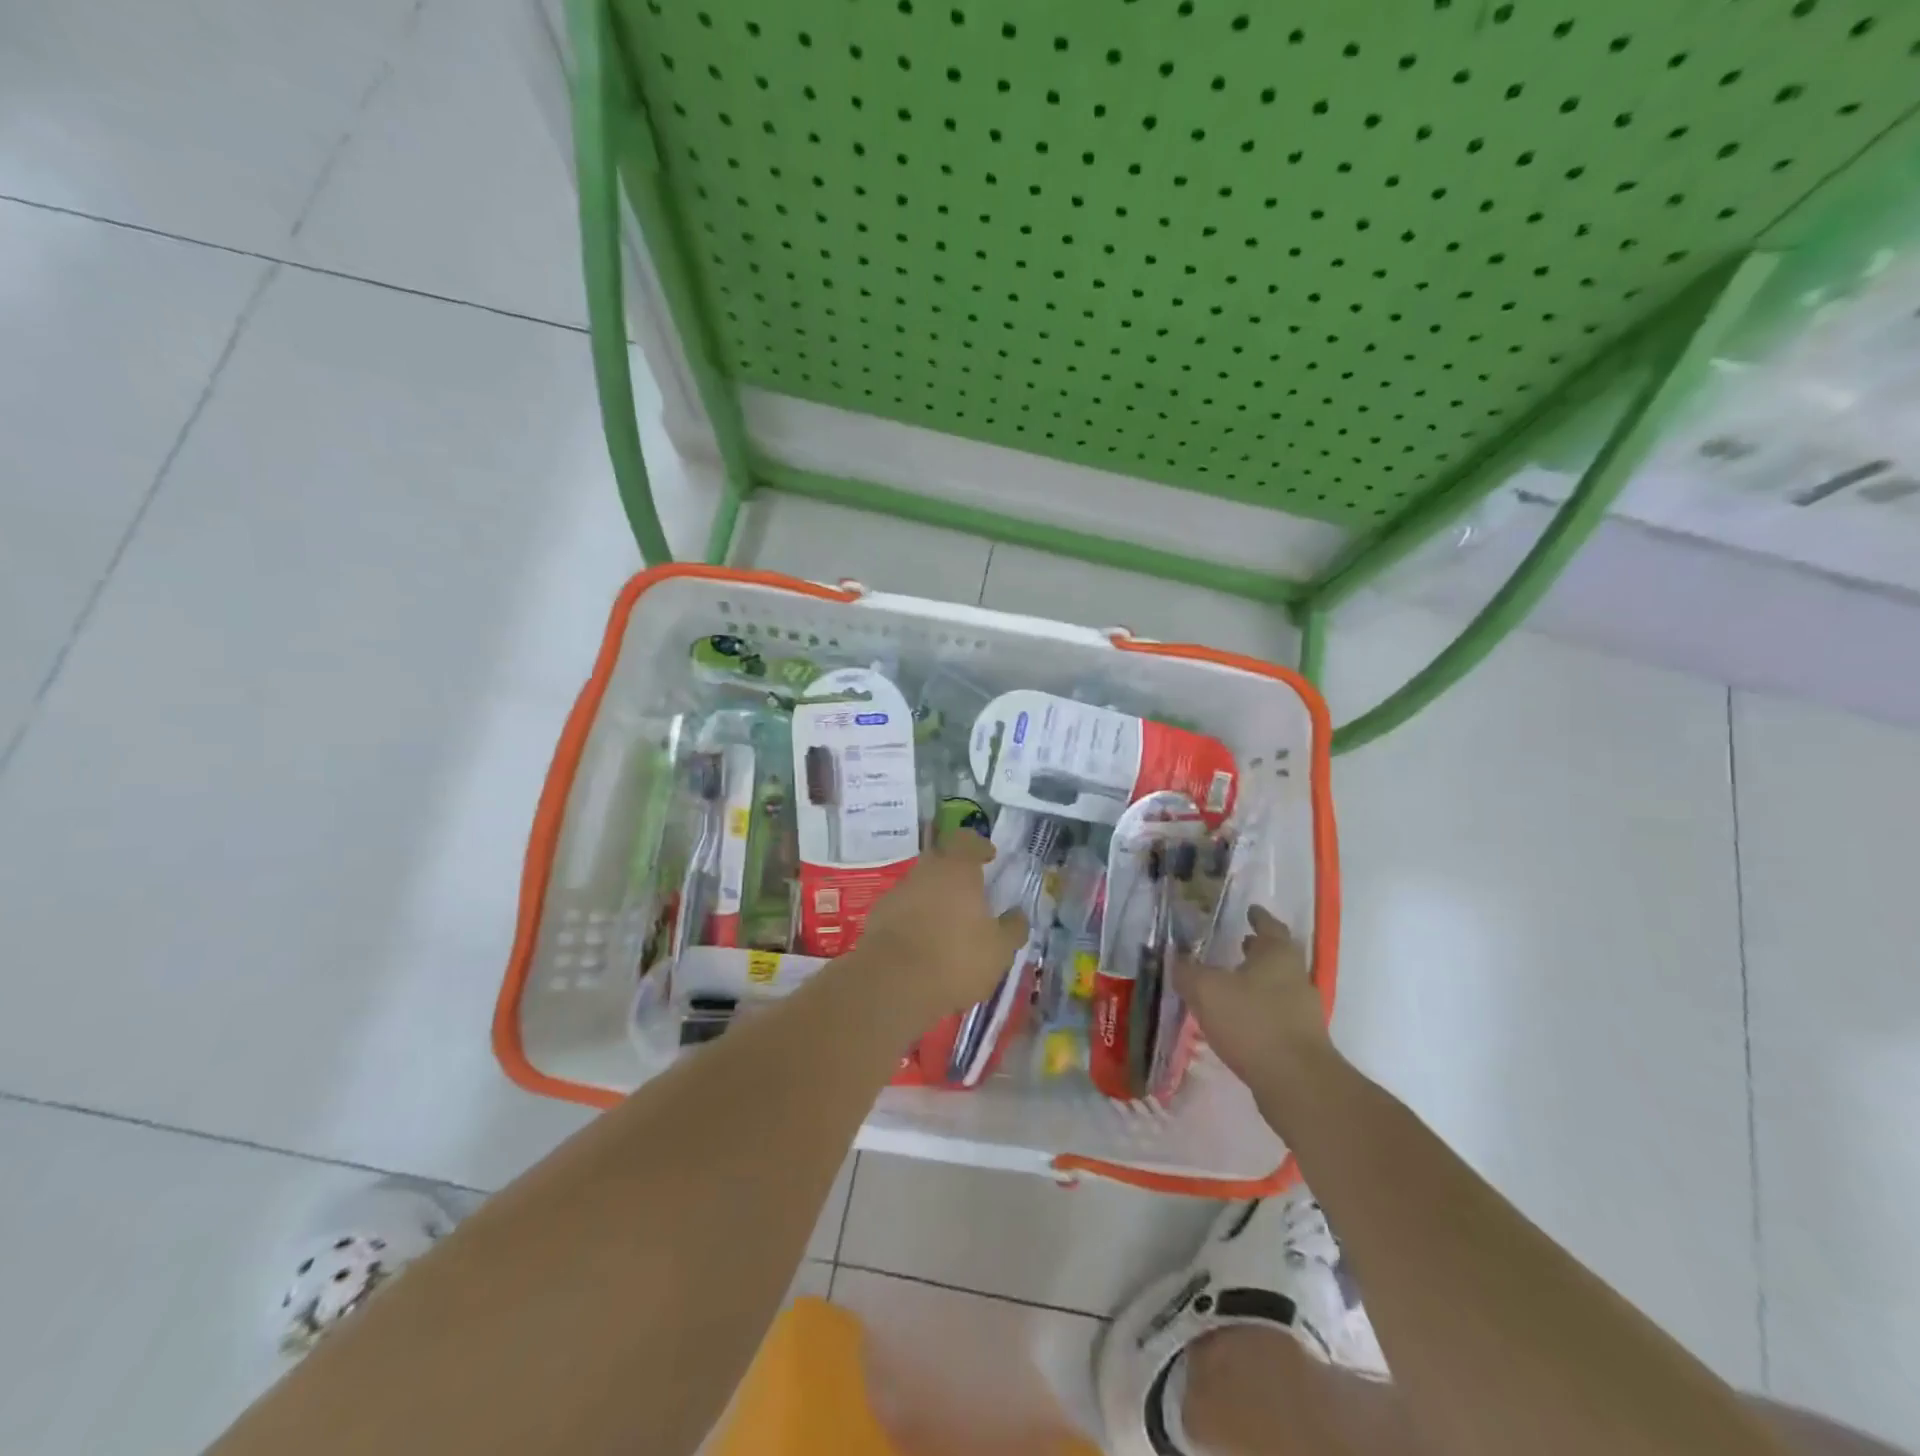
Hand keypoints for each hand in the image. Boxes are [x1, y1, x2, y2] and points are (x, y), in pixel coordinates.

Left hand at [845, 832, 1028, 1023]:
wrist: (892, 986)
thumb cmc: (955, 959)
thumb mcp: (999, 950)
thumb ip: (1012, 928)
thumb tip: (1018, 915)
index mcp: (956, 869)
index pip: (967, 839)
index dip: (979, 845)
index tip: (989, 857)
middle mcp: (924, 872)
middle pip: (940, 859)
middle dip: (955, 872)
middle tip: (971, 893)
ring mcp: (897, 893)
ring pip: (920, 885)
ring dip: (934, 898)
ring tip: (948, 925)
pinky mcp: (877, 918)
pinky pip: (903, 909)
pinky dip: (914, 919)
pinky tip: (924, 943)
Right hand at [1175, 907, 1331, 1087]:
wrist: (1297, 1084)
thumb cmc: (1252, 1022)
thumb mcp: (1206, 990)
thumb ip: (1188, 971)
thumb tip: (1176, 958)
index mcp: (1278, 955)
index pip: (1269, 926)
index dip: (1258, 917)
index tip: (1250, 910)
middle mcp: (1296, 977)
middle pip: (1277, 956)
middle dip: (1257, 950)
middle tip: (1238, 943)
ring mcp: (1302, 1011)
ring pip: (1277, 986)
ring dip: (1256, 981)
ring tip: (1230, 983)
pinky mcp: (1301, 1041)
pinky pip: (1276, 1014)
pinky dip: (1258, 1009)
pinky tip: (1237, 1020)